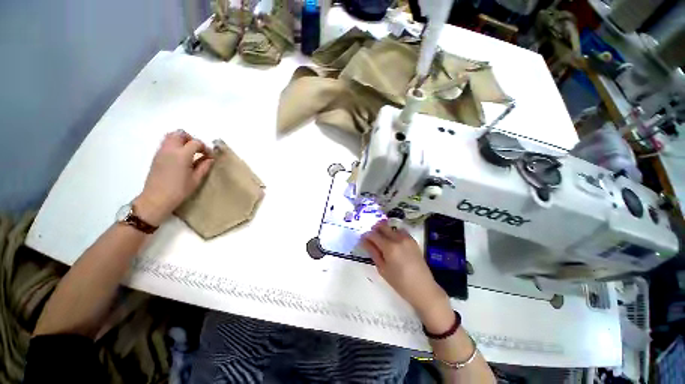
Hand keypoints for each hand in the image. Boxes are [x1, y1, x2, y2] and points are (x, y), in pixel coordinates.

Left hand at [135, 130, 213, 225]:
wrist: (156, 198)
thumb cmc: (179, 190)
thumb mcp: (196, 179)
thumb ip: (204, 166)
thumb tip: (210, 159)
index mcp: (182, 155)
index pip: (196, 143)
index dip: (205, 148)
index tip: (209, 156)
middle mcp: (170, 149)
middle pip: (180, 134)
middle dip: (191, 139)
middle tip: (198, 150)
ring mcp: (161, 152)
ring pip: (171, 136)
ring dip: (182, 140)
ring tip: (189, 152)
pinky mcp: (156, 156)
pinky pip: (166, 144)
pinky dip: (174, 145)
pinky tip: (180, 158)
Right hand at [361, 220, 450, 324]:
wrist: (423, 288)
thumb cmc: (400, 282)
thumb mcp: (382, 269)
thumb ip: (373, 252)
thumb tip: (364, 241)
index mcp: (390, 247)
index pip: (374, 235)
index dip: (366, 236)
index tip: (362, 239)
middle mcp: (398, 238)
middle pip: (383, 226)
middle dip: (374, 229)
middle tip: (371, 238)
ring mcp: (407, 238)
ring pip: (391, 227)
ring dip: (384, 230)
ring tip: (381, 240)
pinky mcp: (413, 240)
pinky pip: (400, 231)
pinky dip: (393, 233)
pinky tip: (392, 242)